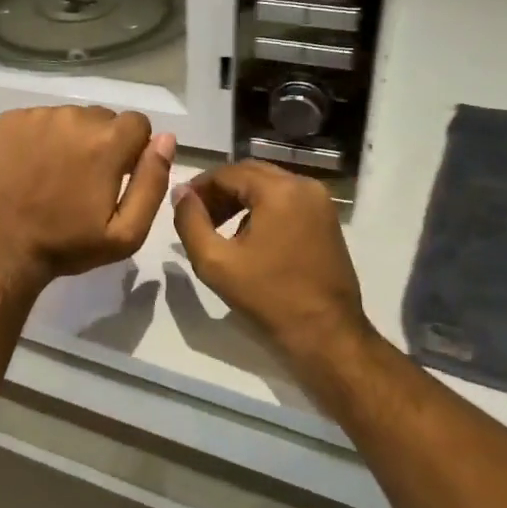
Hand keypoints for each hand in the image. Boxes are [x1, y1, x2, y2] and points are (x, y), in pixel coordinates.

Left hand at [0, 106, 175, 295]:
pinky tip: (29, 167)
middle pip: (103, 118)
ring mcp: (36, 116)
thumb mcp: (126, 233)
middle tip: (82, 180)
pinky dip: (39, 137)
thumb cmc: (67, 245)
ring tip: (52, 175)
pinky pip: (37, 119)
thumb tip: (166, 140)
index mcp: (107, 142)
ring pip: (69, 117)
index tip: (116, 177)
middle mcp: (73, 117)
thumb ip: (152, 182)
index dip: (132, 150)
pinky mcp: (7, 121)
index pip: (138, 123)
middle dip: (101, 143)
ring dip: (69, 139)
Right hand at [172, 161, 371, 369]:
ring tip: (217, 227)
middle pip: (250, 174)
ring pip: (268, 186)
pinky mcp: (327, 219)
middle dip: (219, 191)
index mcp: (279, 190)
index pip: (227, 172)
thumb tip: (180, 193)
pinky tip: (246, 236)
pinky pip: (286, 200)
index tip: (180, 206)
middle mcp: (304, 185)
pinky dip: (262, 209)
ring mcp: (320, 202)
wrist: (326, 335)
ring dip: (240, 199)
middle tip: (196, 216)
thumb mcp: (215, 262)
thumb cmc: (268, 298)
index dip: (199, 186)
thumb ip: (190, 222)